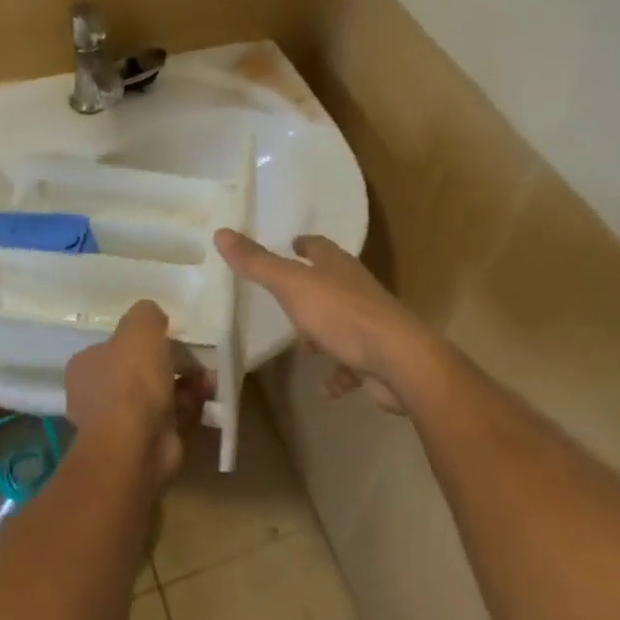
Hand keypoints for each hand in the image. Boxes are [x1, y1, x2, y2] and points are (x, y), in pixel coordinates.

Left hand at [65, 300, 203, 485]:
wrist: (135, 445)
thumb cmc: (131, 380)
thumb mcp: (140, 327)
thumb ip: (146, 314)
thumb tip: (154, 318)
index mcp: (85, 367)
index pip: (113, 347)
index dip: (142, 340)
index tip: (168, 336)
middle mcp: (96, 395)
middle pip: (139, 371)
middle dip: (172, 363)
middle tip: (196, 358)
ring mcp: (119, 424)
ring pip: (158, 395)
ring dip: (186, 385)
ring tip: (208, 378)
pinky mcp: (143, 445)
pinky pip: (171, 418)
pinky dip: (189, 408)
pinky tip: (207, 398)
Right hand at [215, 230, 440, 413]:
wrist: (398, 360)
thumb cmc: (342, 315)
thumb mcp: (292, 285)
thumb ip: (257, 263)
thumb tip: (221, 232)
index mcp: (338, 266)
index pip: (319, 247)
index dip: (304, 245)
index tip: (290, 245)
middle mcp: (356, 289)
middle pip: (331, 283)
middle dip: (310, 290)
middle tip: (285, 299)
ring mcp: (370, 324)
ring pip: (341, 323)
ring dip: (322, 333)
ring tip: (301, 347)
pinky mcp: (378, 358)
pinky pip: (353, 364)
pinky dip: (339, 374)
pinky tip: (325, 387)